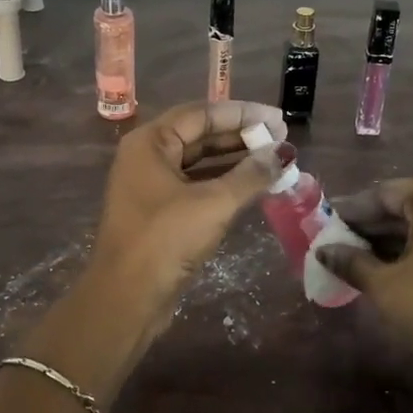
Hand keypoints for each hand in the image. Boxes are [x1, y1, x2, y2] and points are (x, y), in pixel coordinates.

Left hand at [83, 99, 286, 337]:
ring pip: (199, 162)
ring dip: (235, 160)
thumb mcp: (214, 203)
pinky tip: (254, 185)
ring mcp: (151, 185)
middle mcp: (146, 156)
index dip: (242, 114)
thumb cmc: (166, 240)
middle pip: (199, 135)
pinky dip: (224, 182)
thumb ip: (251, 174)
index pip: (202, 114)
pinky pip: (196, 185)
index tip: (278, 119)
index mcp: (150, 142)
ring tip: (275, 159)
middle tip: (281, 138)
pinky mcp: (159, 211)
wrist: (127, 298)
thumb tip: (284, 152)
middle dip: (240, 136)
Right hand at [318, 180, 412, 397]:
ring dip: (397, 239)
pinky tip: (400, 269)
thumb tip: (324, 251)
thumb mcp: (385, 287)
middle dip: (373, 226)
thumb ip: (351, 262)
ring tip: (364, 260)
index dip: (351, 211)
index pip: (384, 193)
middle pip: (409, 205)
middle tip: (341, 245)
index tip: (327, 226)